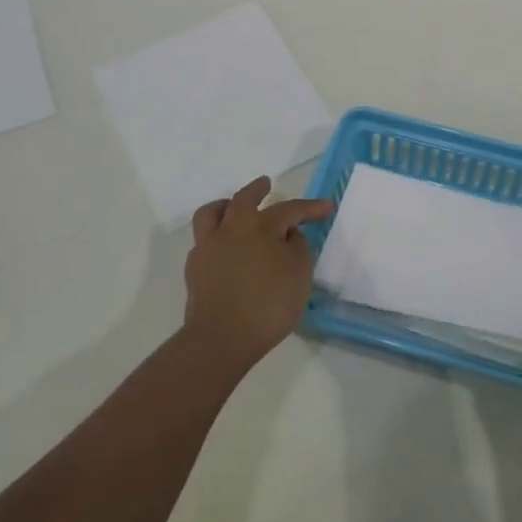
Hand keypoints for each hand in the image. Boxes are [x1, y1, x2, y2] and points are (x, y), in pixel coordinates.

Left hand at [183, 176, 333, 371]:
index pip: (289, 209)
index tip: (327, 206)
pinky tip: (224, 247)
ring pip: (213, 213)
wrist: (221, 337)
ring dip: (226, 205)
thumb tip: (289, 235)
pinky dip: (216, 236)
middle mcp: (232, 228)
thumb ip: (298, 247)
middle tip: (266, 184)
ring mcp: (209, 246)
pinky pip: (204, 240)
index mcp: (261, 226)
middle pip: (244, 199)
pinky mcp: (195, 268)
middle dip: (258, 190)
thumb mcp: (299, 274)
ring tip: (233, 207)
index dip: (310, 208)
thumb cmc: (268, 304)